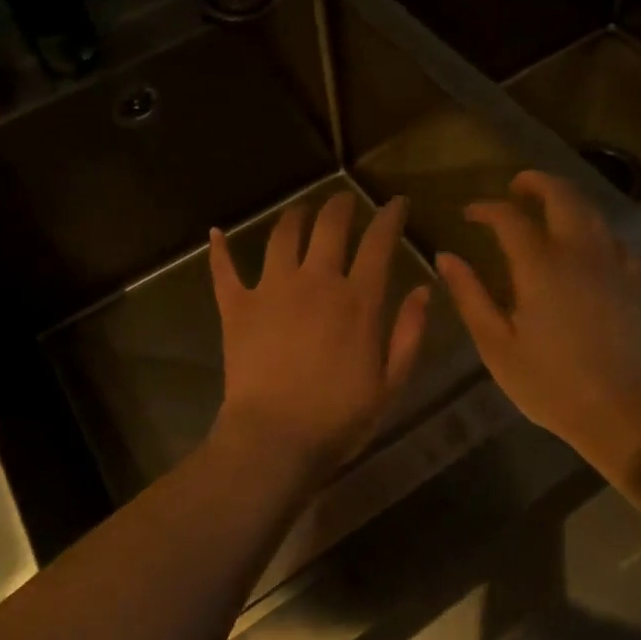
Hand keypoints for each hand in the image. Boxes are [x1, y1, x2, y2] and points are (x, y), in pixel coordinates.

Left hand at [209, 192, 429, 476]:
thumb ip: (408, 333)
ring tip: (301, 211)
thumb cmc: (339, 416)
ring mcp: (272, 289)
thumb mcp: (390, 382)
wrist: (275, 438)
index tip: (396, 203)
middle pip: (329, 226)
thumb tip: (423, 290)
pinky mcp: (237, 306)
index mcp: (357, 299)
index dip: (390, 217)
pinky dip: (220, 249)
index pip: (378, 243)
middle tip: (345, 201)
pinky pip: (224, 269)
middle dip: (341, 206)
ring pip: (283, 235)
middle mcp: (315, 281)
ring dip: (295, 216)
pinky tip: (217, 232)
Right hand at [436, 171, 640, 474]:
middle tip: (515, 188)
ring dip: (566, 198)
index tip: (469, 214)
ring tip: (546, 206)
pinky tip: (586, 244)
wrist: (620, 411)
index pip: (509, 218)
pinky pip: (615, 239)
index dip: (486, 208)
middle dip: (535, 182)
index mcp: (540, 266)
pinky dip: (595, 229)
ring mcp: (612, 264)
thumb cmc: (549, 383)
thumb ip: (470, 295)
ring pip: (592, 210)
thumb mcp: (496, 344)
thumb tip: (446, 257)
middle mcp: (578, 253)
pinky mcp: (633, 281)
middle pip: (561, 195)